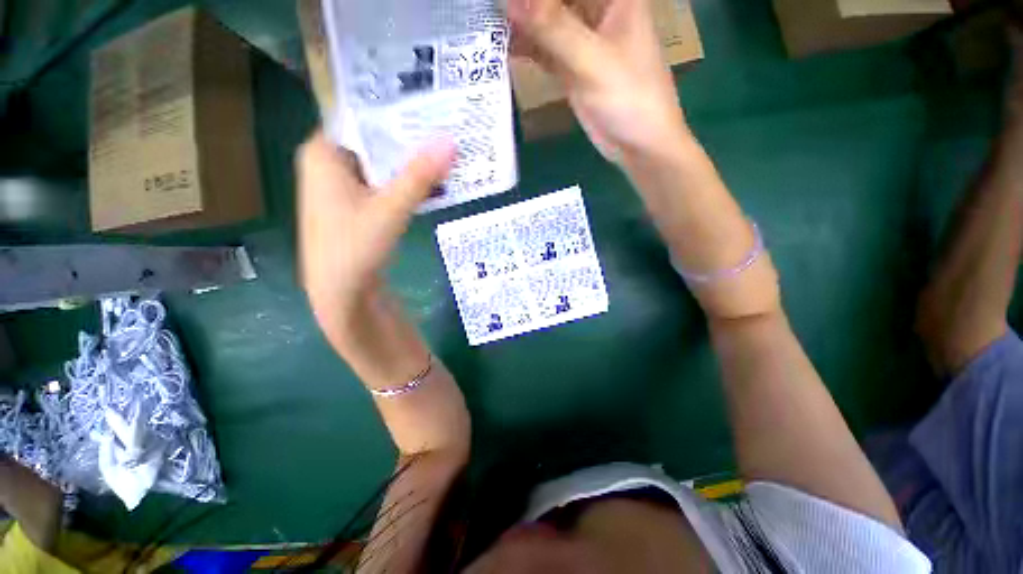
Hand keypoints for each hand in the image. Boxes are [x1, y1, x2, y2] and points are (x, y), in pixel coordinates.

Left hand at [297, 132, 454, 387]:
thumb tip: (451, 141)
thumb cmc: (354, 248)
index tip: (428, 105)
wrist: (341, 294)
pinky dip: (406, 182)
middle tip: (444, 129)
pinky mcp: (357, 205)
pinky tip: (431, 182)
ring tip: (444, 152)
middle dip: (409, 138)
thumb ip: (419, 176)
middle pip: (374, 140)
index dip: (395, 110)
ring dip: (411, 162)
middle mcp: (330, 164)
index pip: (360, 115)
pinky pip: (384, 183)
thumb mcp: (390, 209)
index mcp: (324, 153)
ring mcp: (344, 186)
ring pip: (382, 163)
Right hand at [507, 0, 688, 163]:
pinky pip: (544, 50)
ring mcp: (582, 40)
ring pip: (546, 21)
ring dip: (520, 22)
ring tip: (487, 25)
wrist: (638, 144)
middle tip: (490, 9)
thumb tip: (509, 0)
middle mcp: (597, 10)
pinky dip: (525, 49)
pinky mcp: (571, 67)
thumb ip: (552, 28)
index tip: (509, 2)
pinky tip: (502, 49)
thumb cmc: (629, 97)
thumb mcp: (592, 60)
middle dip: (525, 4)